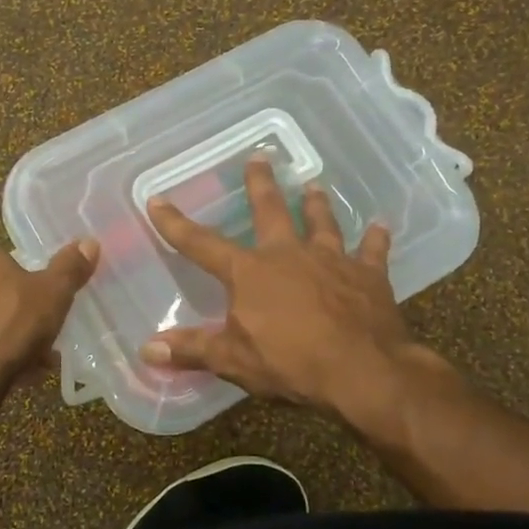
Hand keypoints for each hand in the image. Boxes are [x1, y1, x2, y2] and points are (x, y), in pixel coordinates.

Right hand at [141, 157, 449, 416]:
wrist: (362, 371)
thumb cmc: (291, 363)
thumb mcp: (233, 360)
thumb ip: (193, 350)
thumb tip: (148, 349)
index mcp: (250, 272)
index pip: (202, 244)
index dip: (176, 224)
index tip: (157, 200)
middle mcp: (289, 254)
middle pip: (271, 211)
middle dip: (261, 185)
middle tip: (259, 157)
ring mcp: (332, 260)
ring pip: (322, 223)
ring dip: (317, 204)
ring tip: (314, 185)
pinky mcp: (369, 275)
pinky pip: (372, 251)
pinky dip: (375, 239)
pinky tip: (380, 226)